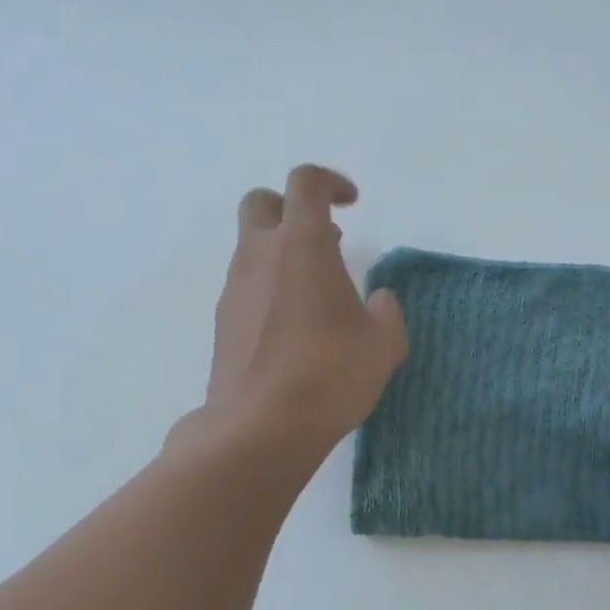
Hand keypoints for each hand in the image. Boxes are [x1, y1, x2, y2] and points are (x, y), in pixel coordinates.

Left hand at [194, 165, 407, 458]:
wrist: (261, 427)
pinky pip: (245, 287)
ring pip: (251, 248)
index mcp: (302, 245)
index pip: (306, 183)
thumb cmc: (330, 375)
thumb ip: (386, 313)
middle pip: (262, 203)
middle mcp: (259, 256)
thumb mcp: (382, 345)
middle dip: (292, 209)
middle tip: (326, 241)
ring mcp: (234, 290)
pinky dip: (268, 289)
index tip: (352, 204)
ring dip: (281, 254)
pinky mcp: (222, 323)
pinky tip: (293, 329)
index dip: (331, 182)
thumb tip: (379, 299)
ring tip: (316, 294)